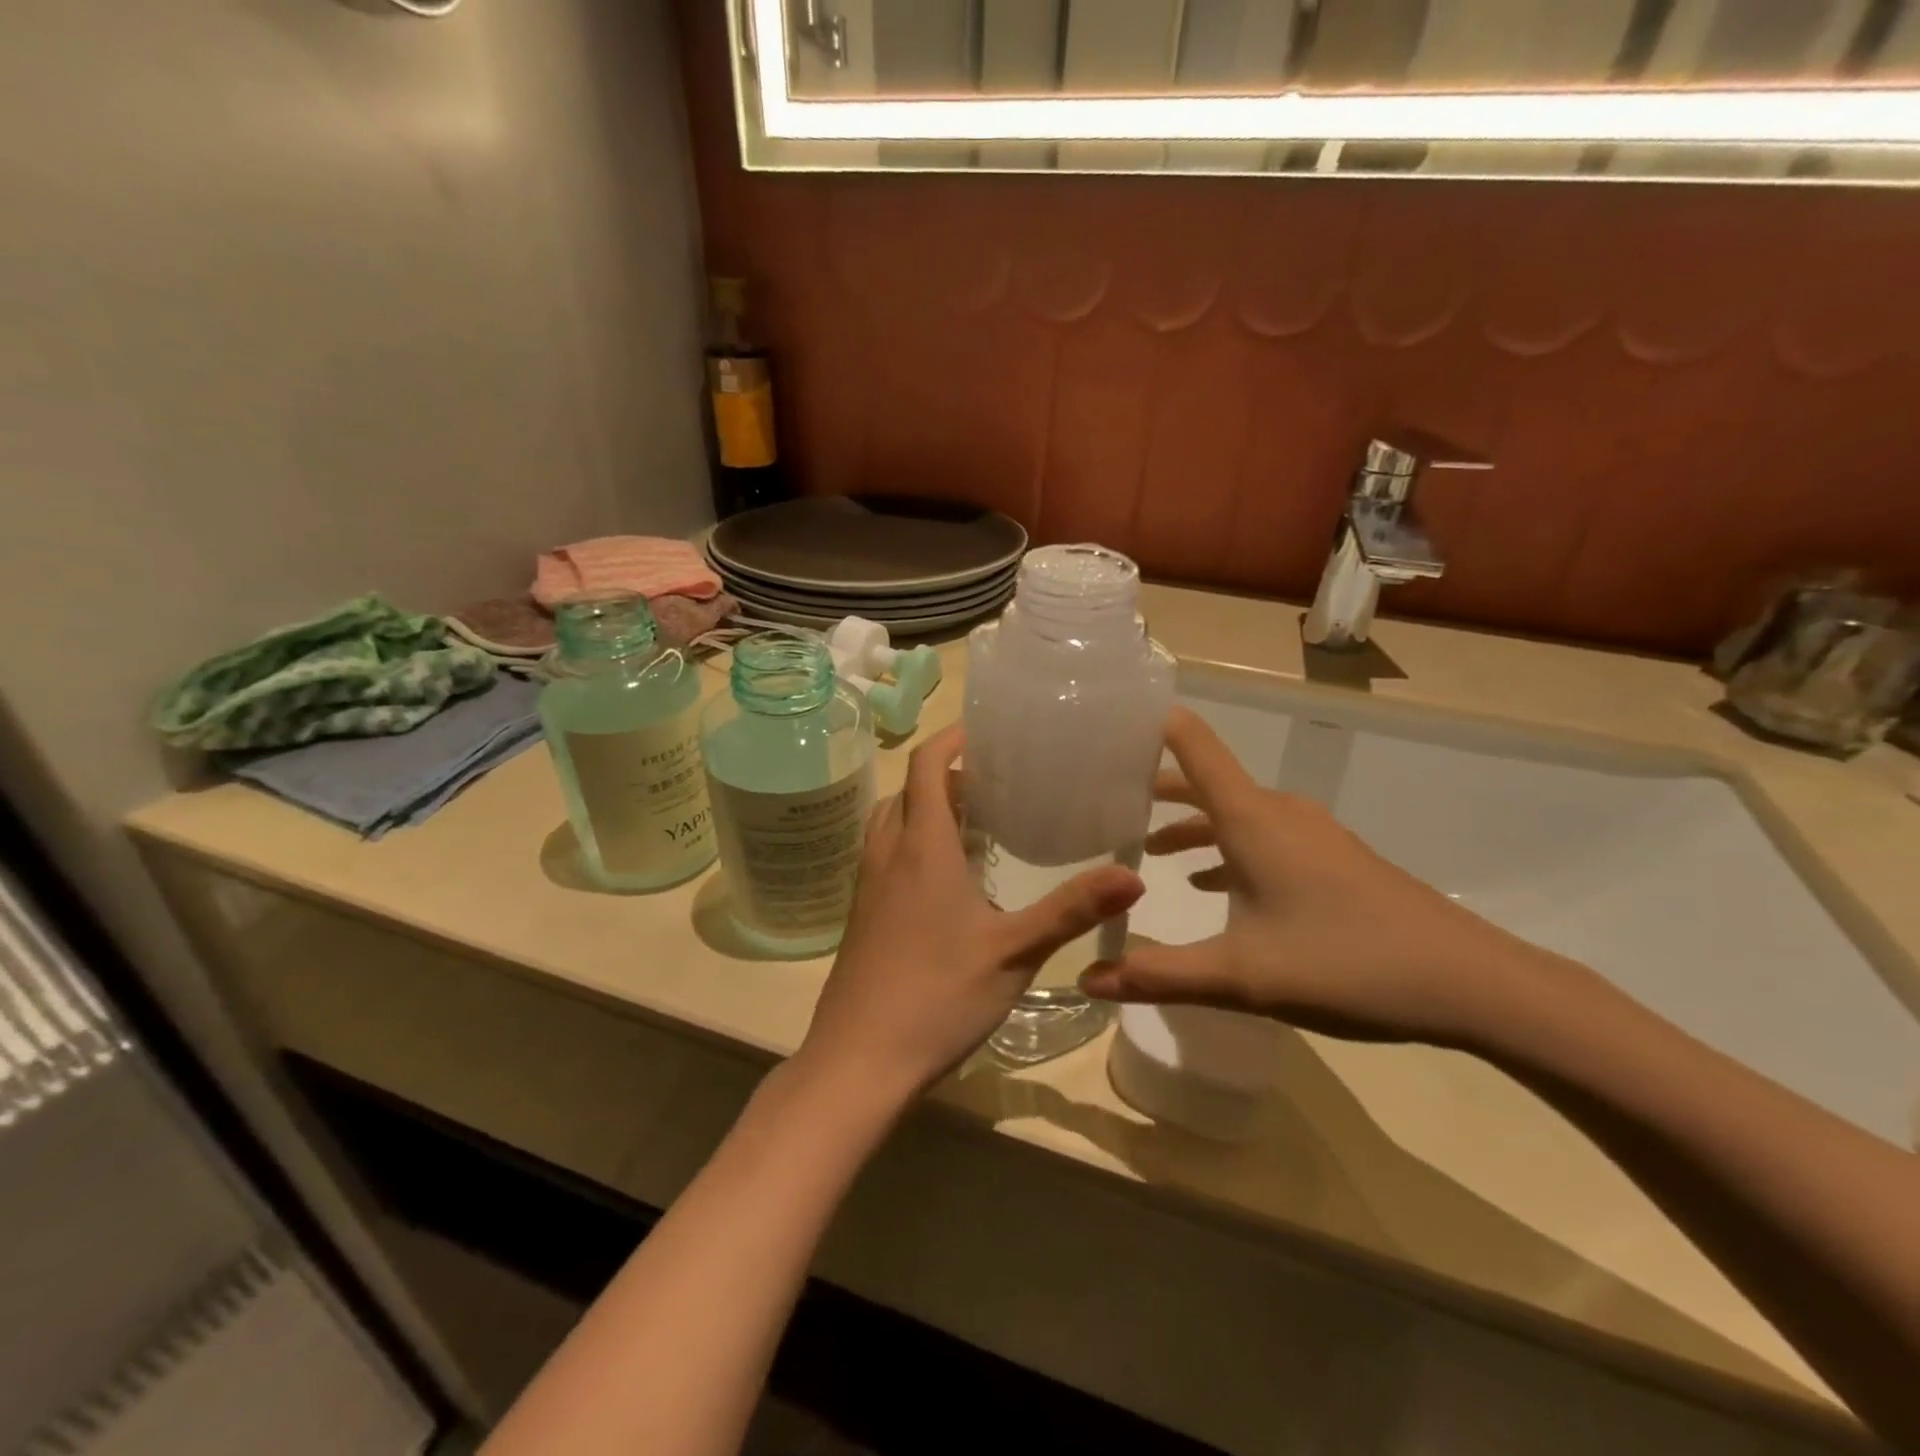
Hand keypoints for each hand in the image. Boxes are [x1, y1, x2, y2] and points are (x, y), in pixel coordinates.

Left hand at [793, 724, 1145, 1105]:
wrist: (858, 1062)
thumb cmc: (937, 997)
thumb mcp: (1014, 952)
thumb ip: (1072, 910)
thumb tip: (1133, 876)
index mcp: (922, 848)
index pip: (925, 767)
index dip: (950, 739)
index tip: (984, 731)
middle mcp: (887, 856)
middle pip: (906, 791)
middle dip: (944, 776)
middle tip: (992, 785)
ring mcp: (867, 888)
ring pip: (891, 823)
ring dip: (924, 810)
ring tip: (973, 827)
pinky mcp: (861, 918)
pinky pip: (884, 857)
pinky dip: (911, 845)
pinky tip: (947, 884)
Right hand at [1077, 707, 1558, 1046]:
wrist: (1471, 983)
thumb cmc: (1345, 963)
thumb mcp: (1241, 976)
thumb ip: (1159, 974)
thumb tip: (1087, 981)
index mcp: (1251, 818)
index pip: (1192, 744)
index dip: (1151, 726)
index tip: (1106, 727)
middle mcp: (1278, 812)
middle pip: (1206, 780)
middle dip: (1156, 788)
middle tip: (1105, 800)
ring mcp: (1311, 834)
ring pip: (1234, 813)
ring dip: (1191, 824)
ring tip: (1148, 850)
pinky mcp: (1333, 859)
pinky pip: (1263, 837)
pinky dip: (1226, 848)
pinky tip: (1211, 886)